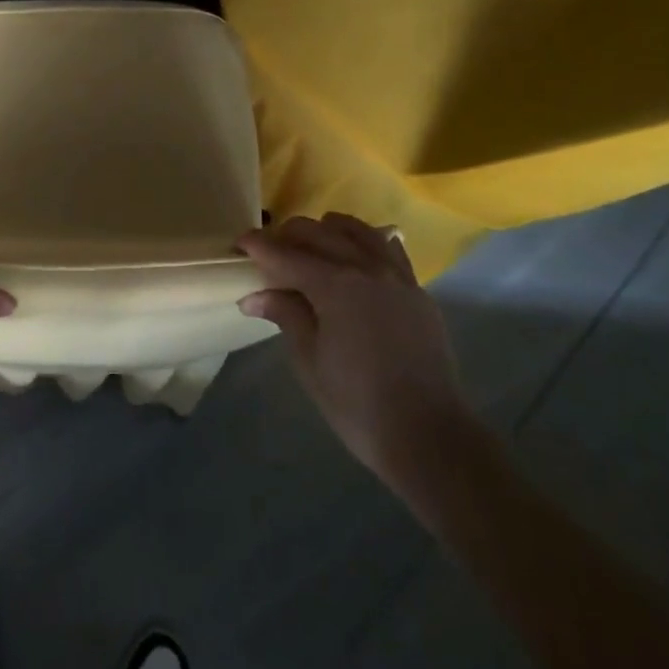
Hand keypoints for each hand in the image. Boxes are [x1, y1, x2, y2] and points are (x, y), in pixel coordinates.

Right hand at [239, 214, 475, 488]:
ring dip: (326, 231)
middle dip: (287, 236)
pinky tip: (353, 258)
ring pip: (355, 231)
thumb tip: (255, 296)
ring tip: (310, 248)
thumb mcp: (309, 360)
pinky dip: (363, 243)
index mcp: (335, 285)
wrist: (429, 437)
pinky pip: (387, 249)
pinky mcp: (417, 291)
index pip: (285, 254)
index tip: (239, 245)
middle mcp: (366, 268)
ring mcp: (397, 276)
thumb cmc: (357, 404)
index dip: (258, 247)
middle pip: (318, 233)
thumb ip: (286, 315)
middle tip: (268, 253)